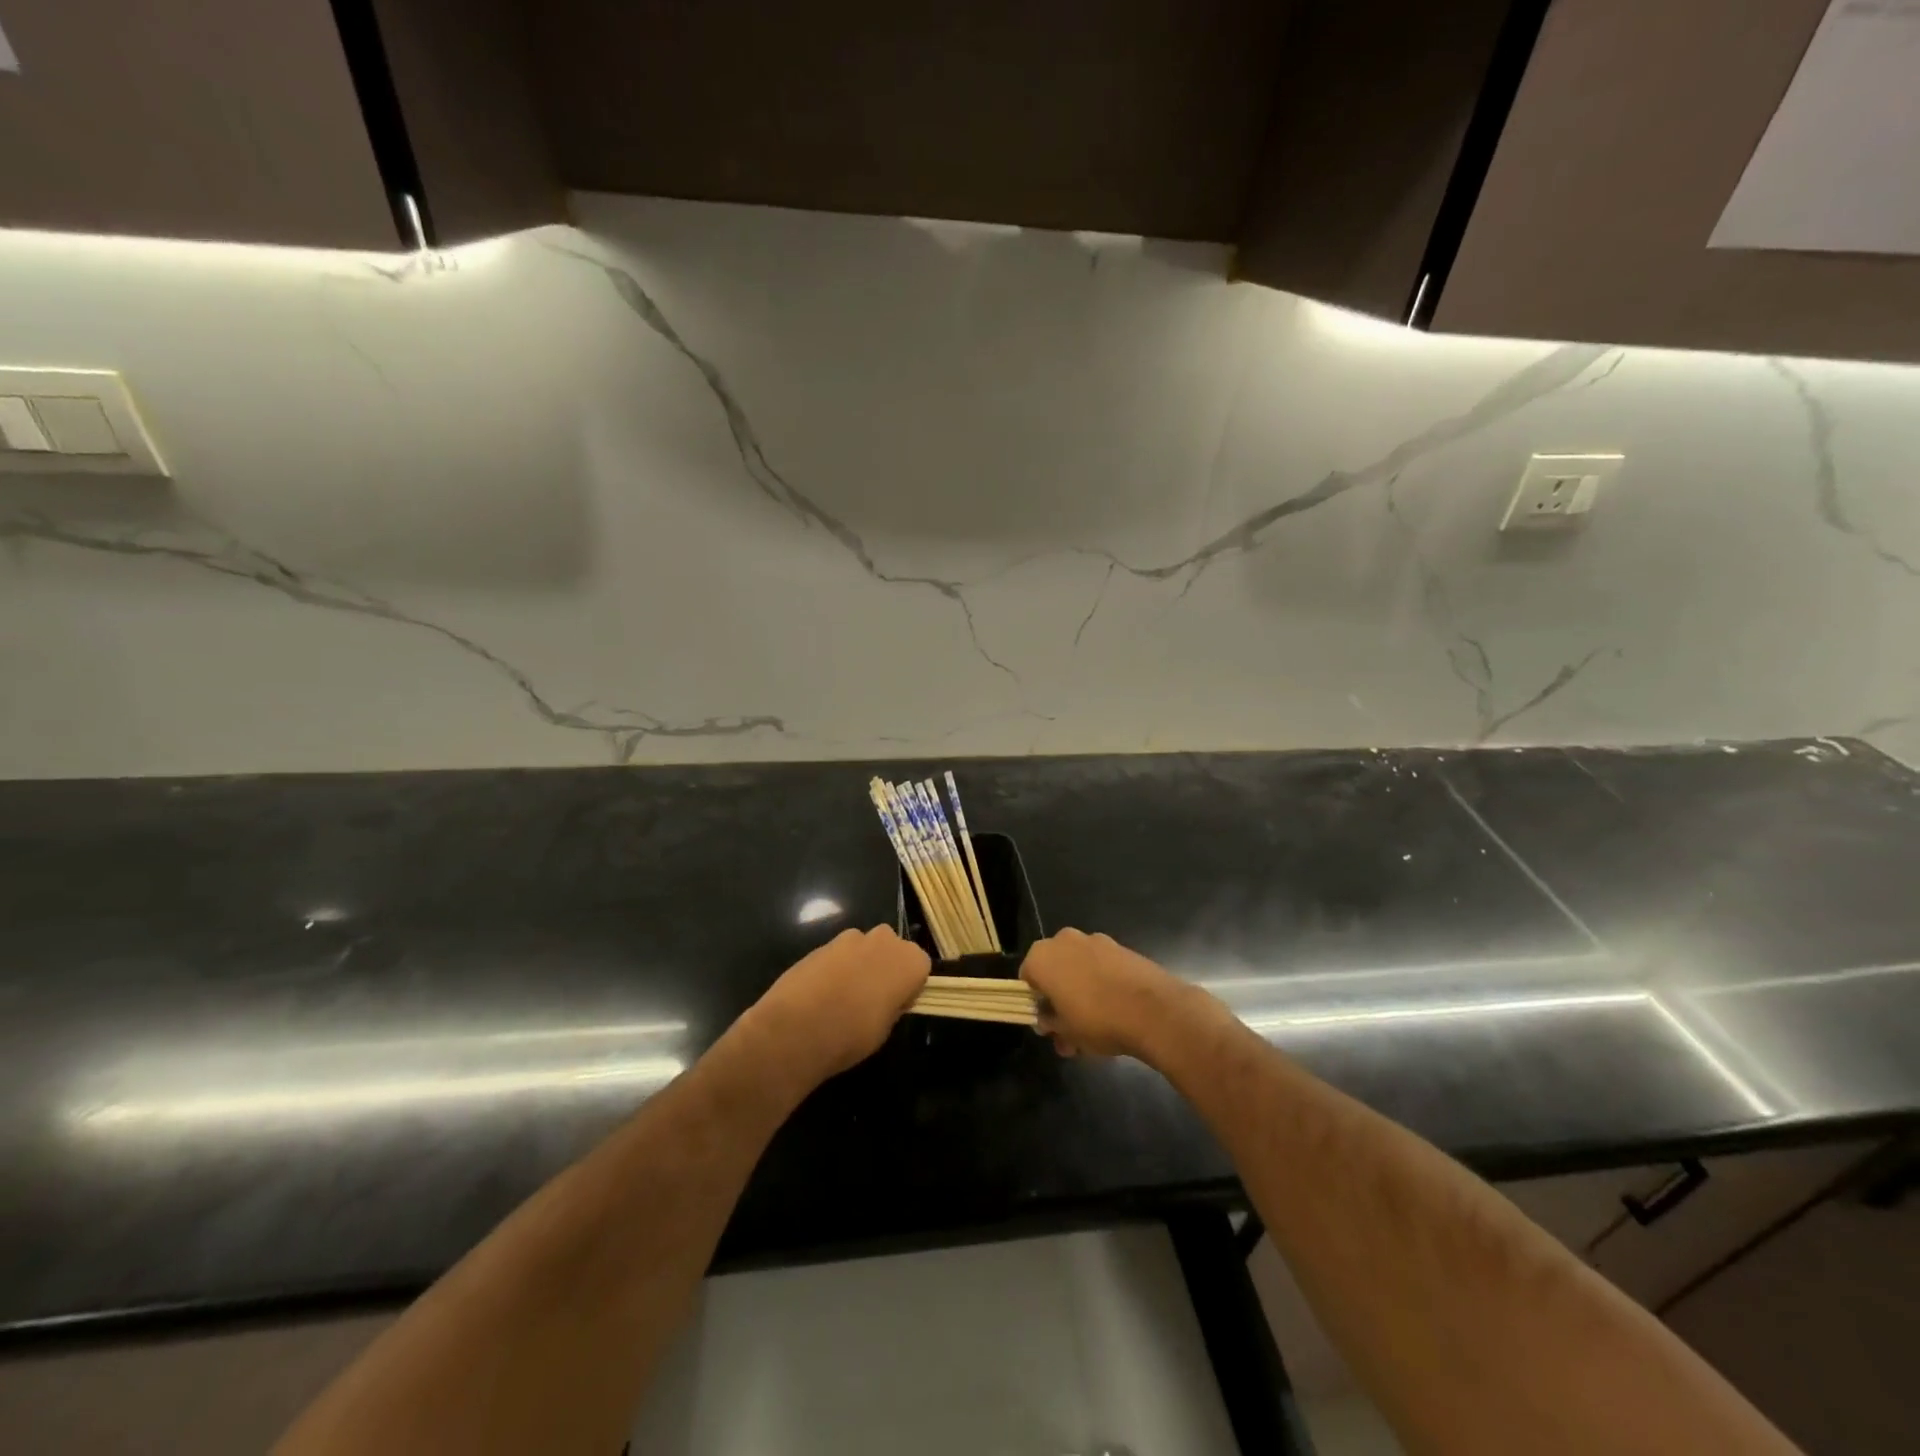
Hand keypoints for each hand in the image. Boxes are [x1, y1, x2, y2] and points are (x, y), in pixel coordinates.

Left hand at [749, 926, 929, 1080]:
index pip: (920, 966)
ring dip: (859, 963)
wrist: (796, 1028)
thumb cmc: (852, 1034)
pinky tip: (820, 994)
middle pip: (892, 948)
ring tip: (842, 997)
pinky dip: (834, 967)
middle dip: (885, 966)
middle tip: (872, 997)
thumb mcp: (885, 1029)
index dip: (908, 986)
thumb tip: (887, 999)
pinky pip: (838, 953)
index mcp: (909, 961)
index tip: (896, 1005)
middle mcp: (884, 940)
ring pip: (863, 947)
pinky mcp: (822, 943)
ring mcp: (850, 938)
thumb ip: (892, 1004)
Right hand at [1020, 929, 1195, 1059]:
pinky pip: (1102, 966)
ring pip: (1079, 969)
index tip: (1049, 1024)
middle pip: (1054, 971)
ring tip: (1097, 1030)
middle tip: (1071, 1032)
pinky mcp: (1120, 947)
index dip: (1036, 1003)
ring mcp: (1095, 940)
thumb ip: (1050, 1023)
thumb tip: (1046, 1020)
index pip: (1027, 978)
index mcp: (1042, 957)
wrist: (1153, 1009)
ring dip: (1082, 994)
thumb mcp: (1066, 1032)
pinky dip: (1103, 984)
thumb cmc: (1097, 1020)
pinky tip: (1116, 1012)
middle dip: (1060, 999)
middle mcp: (1064, 940)